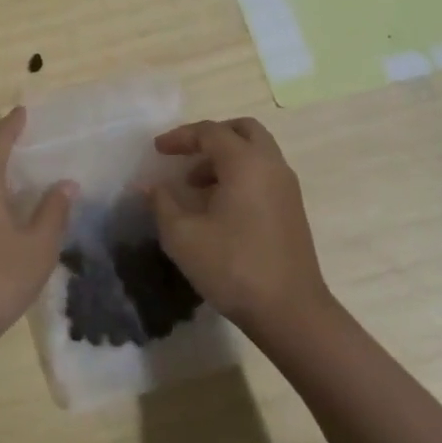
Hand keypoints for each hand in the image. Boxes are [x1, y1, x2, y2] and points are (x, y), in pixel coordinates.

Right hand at [150, 118, 334, 341]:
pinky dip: (240, 175)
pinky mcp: (292, 210)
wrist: (290, 312)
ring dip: (225, 158)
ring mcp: (287, 188)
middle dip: (211, 136)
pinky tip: (218, 206)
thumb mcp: (182, 236)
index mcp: (246, 163)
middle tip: (186, 154)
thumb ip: (161, 203)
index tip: (157, 151)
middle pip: (243, 130)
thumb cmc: (233, 267)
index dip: (180, 137)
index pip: (210, 132)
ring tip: (196, 185)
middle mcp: (271, 166)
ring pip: (256, 152)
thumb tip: (148, 186)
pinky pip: (264, 174)